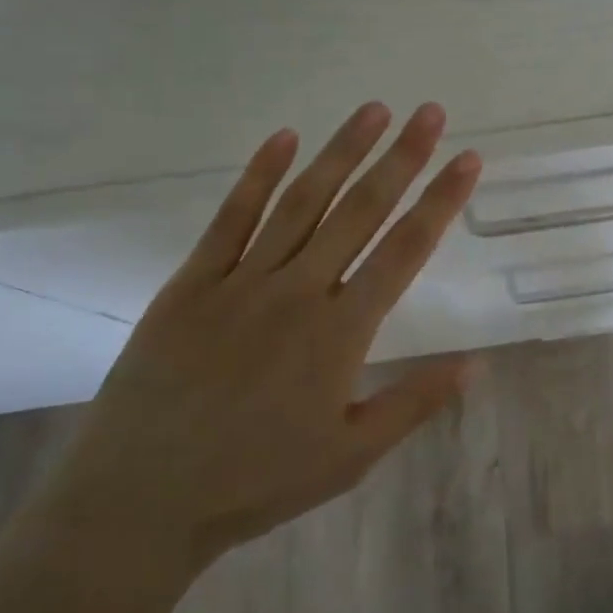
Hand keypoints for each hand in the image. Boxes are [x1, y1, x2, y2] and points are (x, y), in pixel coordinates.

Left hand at [41, 101, 482, 581]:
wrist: (137, 502)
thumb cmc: (254, 481)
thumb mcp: (349, 456)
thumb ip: (413, 403)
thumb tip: (475, 364)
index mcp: (340, 332)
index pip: (405, 251)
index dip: (441, 201)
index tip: (467, 158)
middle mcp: (298, 292)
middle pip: (360, 211)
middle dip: (401, 159)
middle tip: (430, 113)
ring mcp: (242, 281)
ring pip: (302, 202)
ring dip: (340, 152)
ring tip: (373, 110)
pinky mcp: (192, 283)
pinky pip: (231, 219)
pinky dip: (259, 176)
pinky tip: (284, 138)